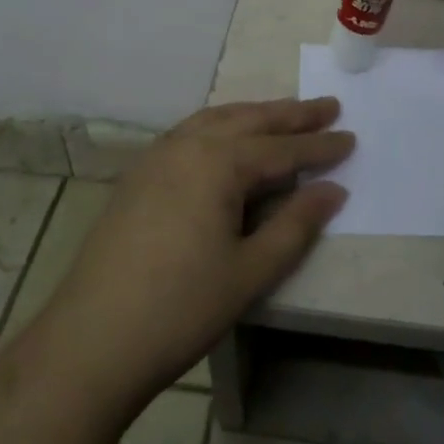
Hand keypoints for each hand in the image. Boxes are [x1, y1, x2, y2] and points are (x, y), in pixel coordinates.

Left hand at [28, 98, 351, 409]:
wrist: (92, 338)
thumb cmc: (181, 307)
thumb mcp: (250, 271)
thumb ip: (295, 225)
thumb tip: (333, 190)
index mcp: (219, 162)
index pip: (282, 148)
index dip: (319, 146)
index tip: (351, 137)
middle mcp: (188, 144)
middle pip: (250, 120)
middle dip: (291, 115)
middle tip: (327, 106)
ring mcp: (158, 155)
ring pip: (217, 119)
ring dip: (255, 114)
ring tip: (284, 114)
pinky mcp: (139, 173)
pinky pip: (191, 132)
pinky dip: (221, 125)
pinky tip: (227, 137)